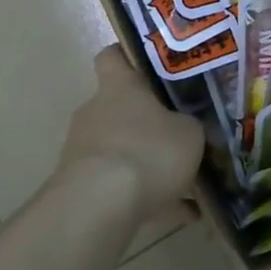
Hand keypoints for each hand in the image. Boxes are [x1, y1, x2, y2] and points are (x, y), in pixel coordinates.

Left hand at [54, 46, 203, 221]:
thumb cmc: (148, 152)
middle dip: (146, 119)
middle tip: (180, 130)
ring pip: (120, 147)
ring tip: (185, 180)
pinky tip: (180, 213)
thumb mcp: (190, 134)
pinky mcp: (79, 185)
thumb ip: (191, 125)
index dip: (128, 56)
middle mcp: (95, 111)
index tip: (151, 66)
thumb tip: (188, 125)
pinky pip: (119, 185)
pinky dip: (145, 196)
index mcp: (120, 87)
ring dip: (146, 160)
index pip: (113, 56)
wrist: (99, 207)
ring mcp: (83, 149)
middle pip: (119, 106)